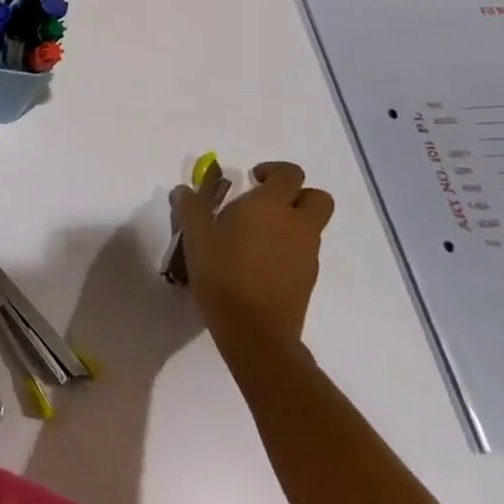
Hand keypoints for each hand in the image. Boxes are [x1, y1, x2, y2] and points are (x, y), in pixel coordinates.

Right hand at [172, 161, 333, 353]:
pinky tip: (258, 263)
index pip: (290, 174)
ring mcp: (307, 255)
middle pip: (318, 198)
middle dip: (297, 194)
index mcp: (272, 206)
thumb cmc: (223, 272)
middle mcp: (297, 225)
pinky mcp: (308, 281)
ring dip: (291, 223)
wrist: (254, 331)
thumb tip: (185, 190)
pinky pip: (304, 252)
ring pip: (311, 227)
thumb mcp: (196, 235)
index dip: (273, 171)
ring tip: (254, 237)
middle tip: (266, 202)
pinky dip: (288, 249)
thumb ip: (191, 207)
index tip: (251, 179)